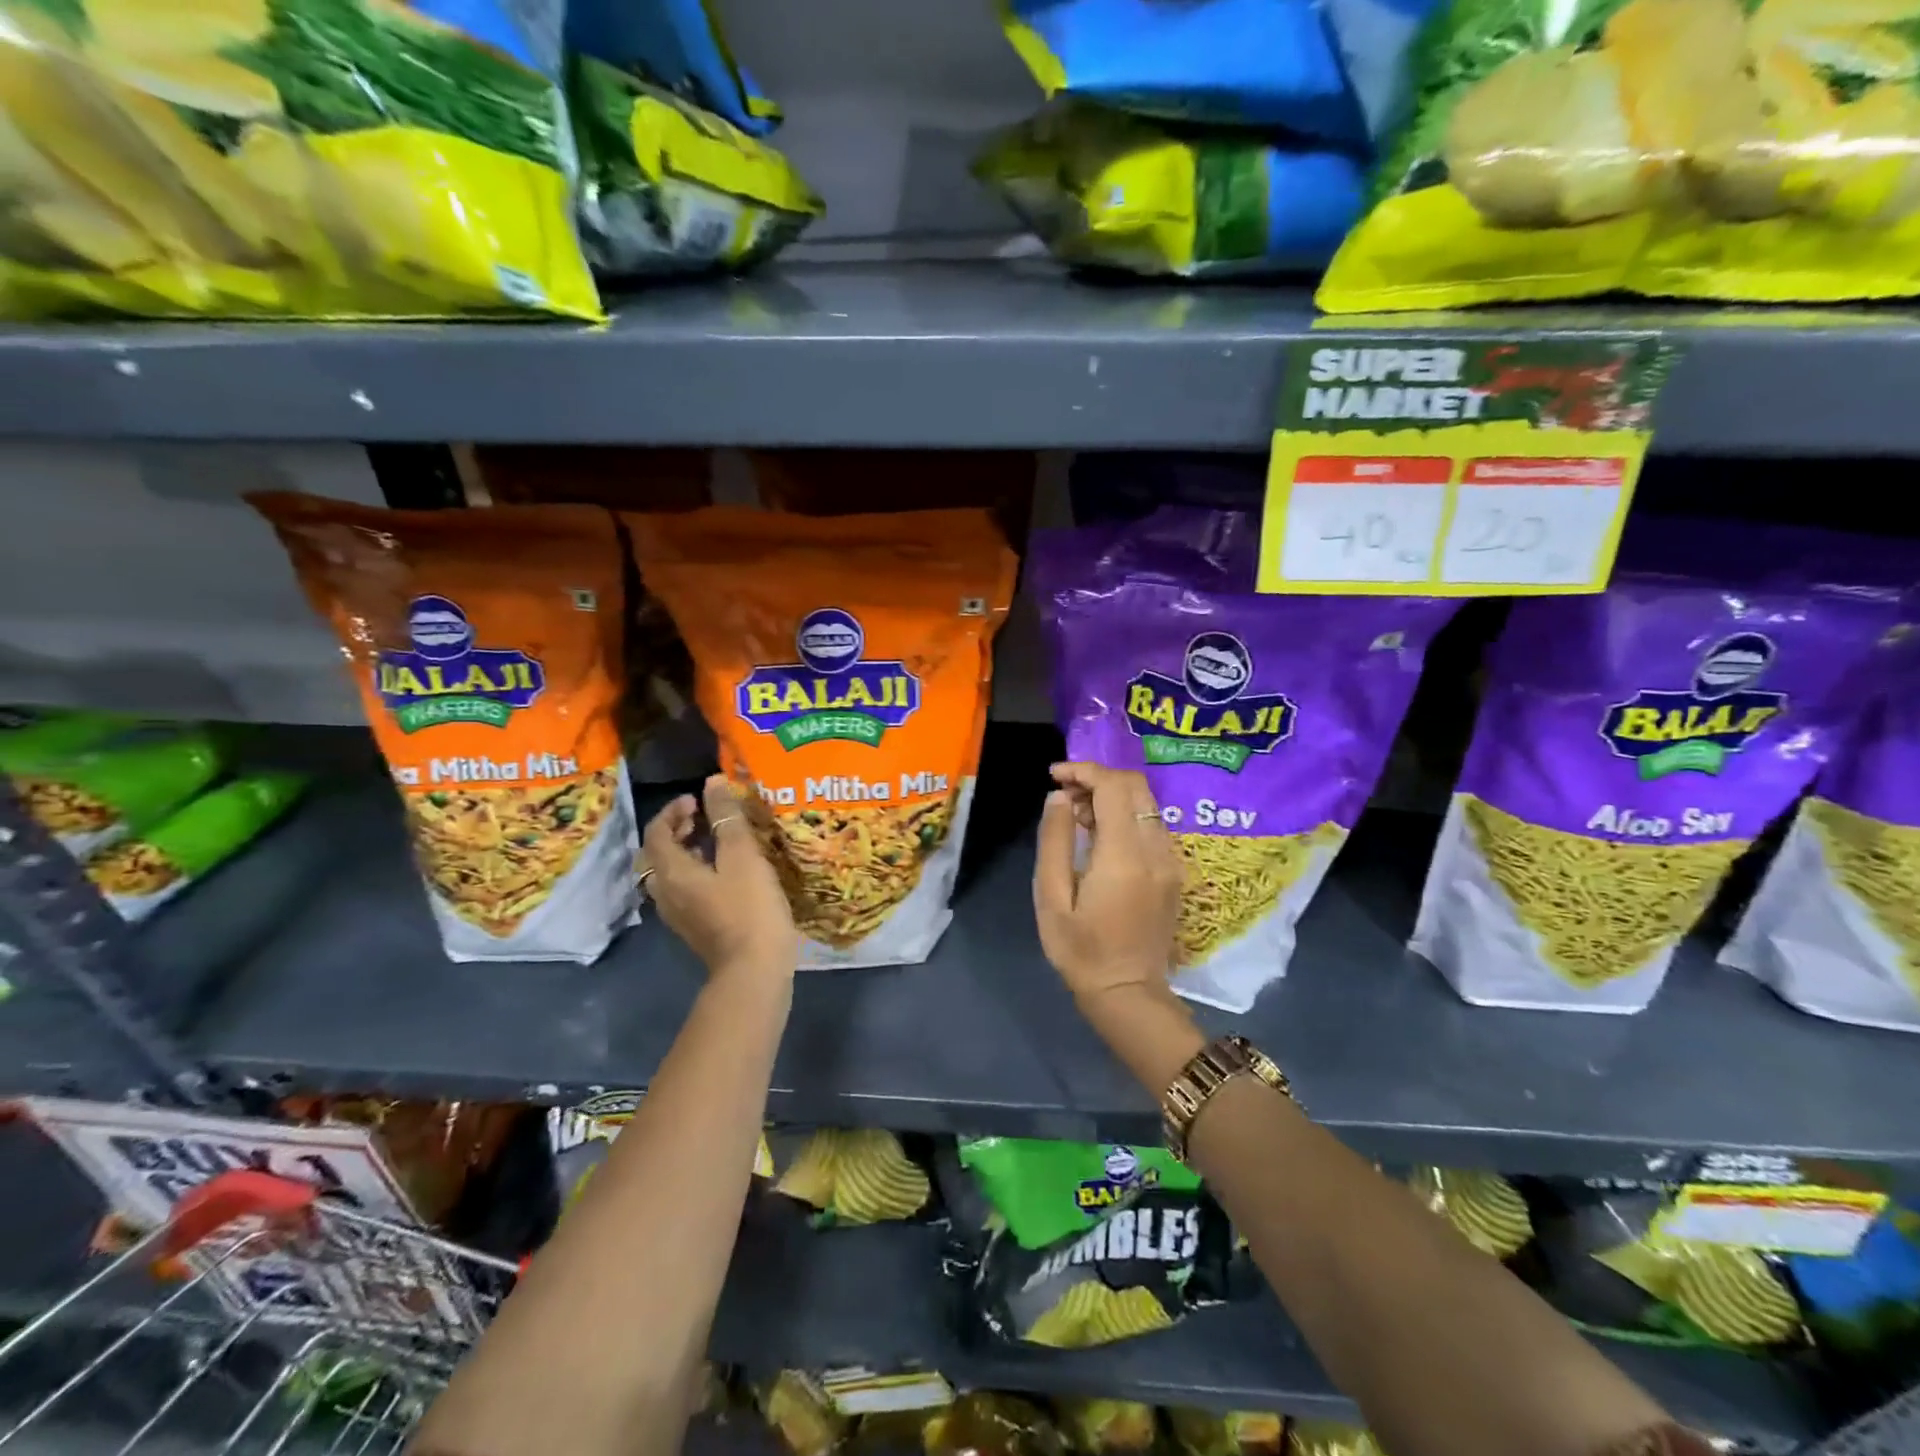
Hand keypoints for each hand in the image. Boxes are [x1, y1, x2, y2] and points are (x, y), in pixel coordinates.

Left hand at [643, 774, 797, 981]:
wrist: (754, 970)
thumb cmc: (749, 907)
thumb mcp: (742, 856)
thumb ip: (726, 818)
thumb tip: (712, 782)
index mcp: (671, 872)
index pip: (656, 832)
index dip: (673, 810)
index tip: (699, 799)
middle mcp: (665, 892)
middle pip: (657, 853)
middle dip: (677, 830)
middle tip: (705, 817)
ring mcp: (678, 915)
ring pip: (670, 874)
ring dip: (686, 852)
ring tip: (716, 841)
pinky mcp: (694, 929)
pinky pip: (684, 890)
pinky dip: (695, 872)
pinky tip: (724, 873)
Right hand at [1034, 762, 1183, 1004]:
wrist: (1128, 992)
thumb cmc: (1080, 949)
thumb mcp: (1052, 897)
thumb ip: (1055, 841)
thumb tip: (1058, 797)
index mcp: (1125, 855)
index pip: (1114, 786)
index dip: (1083, 770)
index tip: (1054, 776)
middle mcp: (1156, 850)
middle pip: (1136, 786)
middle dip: (1098, 778)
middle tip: (1064, 796)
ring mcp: (1171, 860)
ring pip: (1146, 803)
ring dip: (1111, 796)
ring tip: (1076, 818)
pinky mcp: (1174, 871)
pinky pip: (1151, 824)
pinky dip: (1125, 815)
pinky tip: (1100, 837)